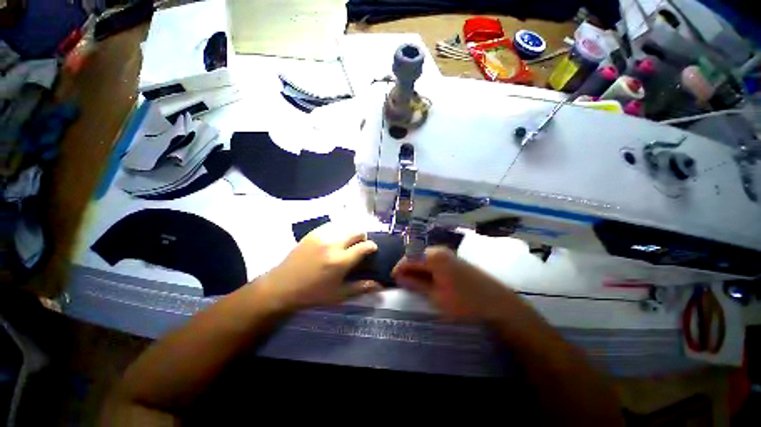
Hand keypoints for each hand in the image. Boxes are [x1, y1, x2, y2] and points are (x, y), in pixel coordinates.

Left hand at [260, 223, 381, 310]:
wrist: (282, 286)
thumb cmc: (313, 293)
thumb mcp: (339, 295)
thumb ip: (361, 288)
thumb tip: (380, 285)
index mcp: (340, 261)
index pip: (365, 246)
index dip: (372, 247)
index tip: (372, 251)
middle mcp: (333, 244)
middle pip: (358, 231)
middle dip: (363, 238)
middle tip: (358, 248)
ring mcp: (322, 236)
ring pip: (346, 226)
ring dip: (351, 234)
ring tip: (346, 244)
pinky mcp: (313, 232)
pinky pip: (333, 225)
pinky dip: (339, 231)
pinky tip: (334, 241)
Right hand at [392, 247, 515, 321]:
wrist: (497, 304)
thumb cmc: (465, 302)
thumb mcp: (436, 296)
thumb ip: (415, 284)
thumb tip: (399, 276)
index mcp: (434, 257)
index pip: (408, 258)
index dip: (398, 268)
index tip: (393, 279)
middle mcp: (440, 250)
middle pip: (416, 255)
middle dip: (407, 268)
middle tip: (402, 283)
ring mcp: (448, 254)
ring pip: (424, 258)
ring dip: (417, 269)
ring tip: (413, 283)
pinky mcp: (454, 260)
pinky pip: (434, 260)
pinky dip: (426, 269)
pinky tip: (427, 280)